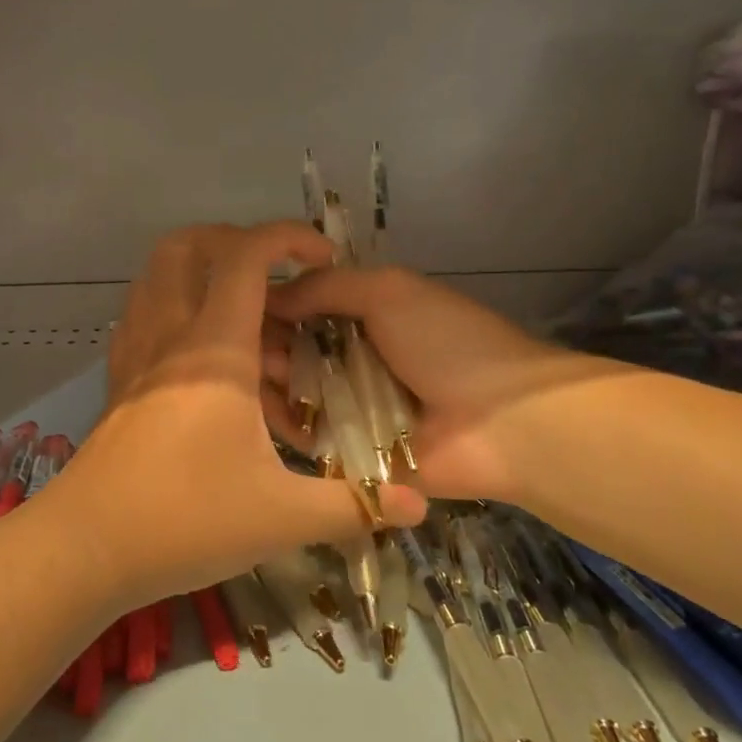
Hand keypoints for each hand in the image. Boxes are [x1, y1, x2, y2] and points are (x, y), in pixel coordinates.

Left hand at [45, 223, 425, 608]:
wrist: (87, 547)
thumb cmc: (186, 520)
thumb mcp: (281, 516)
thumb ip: (353, 505)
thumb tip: (416, 503)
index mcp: (213, 348)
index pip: (245, 256)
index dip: (287, 237)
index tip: (324, 256)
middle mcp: (169, 333)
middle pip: (187, 246)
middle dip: (235, 241)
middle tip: (277, 277)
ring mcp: (135, 353)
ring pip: (157, 276)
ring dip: (201, 272)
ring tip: (247, 317)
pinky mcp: (117, 378)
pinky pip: (143, 314)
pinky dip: (174, 308)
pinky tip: (204, 354)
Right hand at [266, 266, 612, 501]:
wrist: (506, 422)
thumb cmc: (448, 343)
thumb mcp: (388, 291)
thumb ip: (326, 287)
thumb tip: (267, 294)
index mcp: (366, 318)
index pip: (303, 308)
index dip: (271, 306)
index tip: (235, 306)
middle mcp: (354, 360)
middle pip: (292, 350)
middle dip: (264, 345)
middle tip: (238, 347)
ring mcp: (352, 408)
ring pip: (293, 392)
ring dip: (269, 381)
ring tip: (251, 377)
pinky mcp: (351, 454)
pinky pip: (307, 437)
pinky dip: (284, 424)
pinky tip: (259, 412)